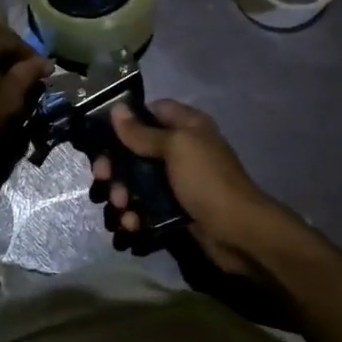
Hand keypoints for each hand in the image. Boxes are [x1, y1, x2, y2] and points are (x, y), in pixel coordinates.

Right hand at [92, 100, 281, 274]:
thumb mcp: (176, 147)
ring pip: (137, 180)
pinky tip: (131, 223)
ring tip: (120, 205)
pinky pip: (145, 206)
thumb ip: (143, 132)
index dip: (128, 119)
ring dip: (122, 192)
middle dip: (116, 164)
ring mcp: (177, 182)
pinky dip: (134, 214)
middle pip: (137, 149)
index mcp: (187, 127)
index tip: (104, 133)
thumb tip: (116, 109)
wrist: (238, 232)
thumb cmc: (207, 180)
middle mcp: (181, 150)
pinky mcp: (173, 209)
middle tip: (102, 176)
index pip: (152, 111)